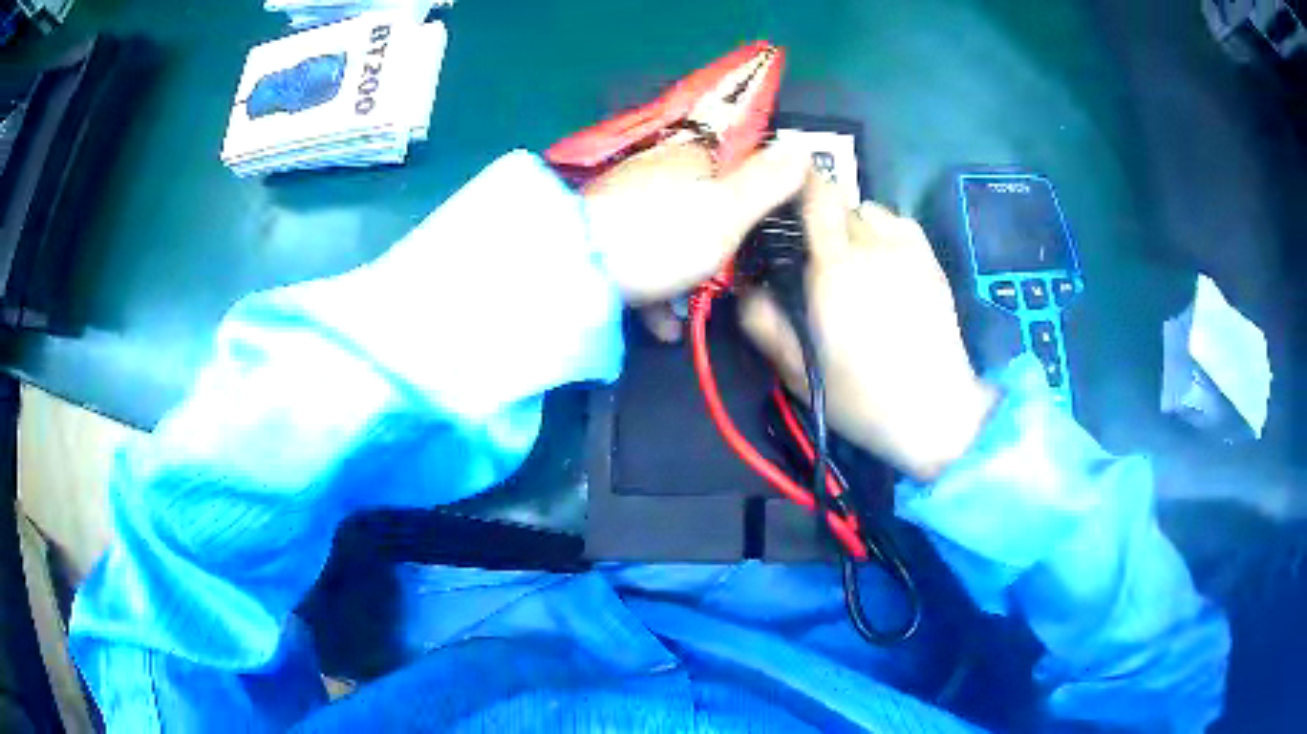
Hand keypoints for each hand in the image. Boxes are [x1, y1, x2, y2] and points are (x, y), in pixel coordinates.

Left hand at [583, 140, 809, 339]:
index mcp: (690, 159)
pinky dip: (653, 289)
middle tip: (729, 283)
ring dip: (683, 277)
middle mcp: (655, 173)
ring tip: (690, 315)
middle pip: (701, 206)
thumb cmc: (662, 239)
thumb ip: (767, 183)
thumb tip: (804, 145)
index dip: (755, 200)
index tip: (764, 236)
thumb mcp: (727, 213)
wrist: (574, 270)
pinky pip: (639, 260)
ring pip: (669, 237)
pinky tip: (662, 325)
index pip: (736, 166)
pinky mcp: (599, 235)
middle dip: (717, 247)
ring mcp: (624, 203)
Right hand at [740, 173, 997, 480]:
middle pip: (839, 204)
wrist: (934, 410)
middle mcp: (871, 246)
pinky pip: (900, 224)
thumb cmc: (861, 397)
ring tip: (853, 258)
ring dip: (855, 225)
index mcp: (833, 268)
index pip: (815, 197)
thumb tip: (747, 287)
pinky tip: (884, 260)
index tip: (783, 192)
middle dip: (821, 218)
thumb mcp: (798, 371)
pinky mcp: (931, 261)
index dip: (798, 183)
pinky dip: (885, 231)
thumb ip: (764, 324)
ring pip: (871, 211)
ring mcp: (907, 250)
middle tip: (814, 251)